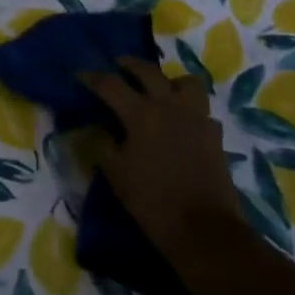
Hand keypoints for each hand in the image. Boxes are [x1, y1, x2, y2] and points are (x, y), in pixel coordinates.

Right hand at [79, 58, 249, 266]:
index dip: (92, 77)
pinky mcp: (214, 136)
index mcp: (141, 113)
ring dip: (169, 81)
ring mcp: (197, 118)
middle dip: (130, 64)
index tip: (79, 74)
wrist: (204, 230)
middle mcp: (170, 106)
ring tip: (158, 91)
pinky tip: (180, 124)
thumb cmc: (152, 201)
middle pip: (149, 71)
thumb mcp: (116, 174)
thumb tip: (98, 129)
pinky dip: (189, 110)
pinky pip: (201, 110)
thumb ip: (103, 145)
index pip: (110, 84)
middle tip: (118, 65)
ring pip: (186, 83)